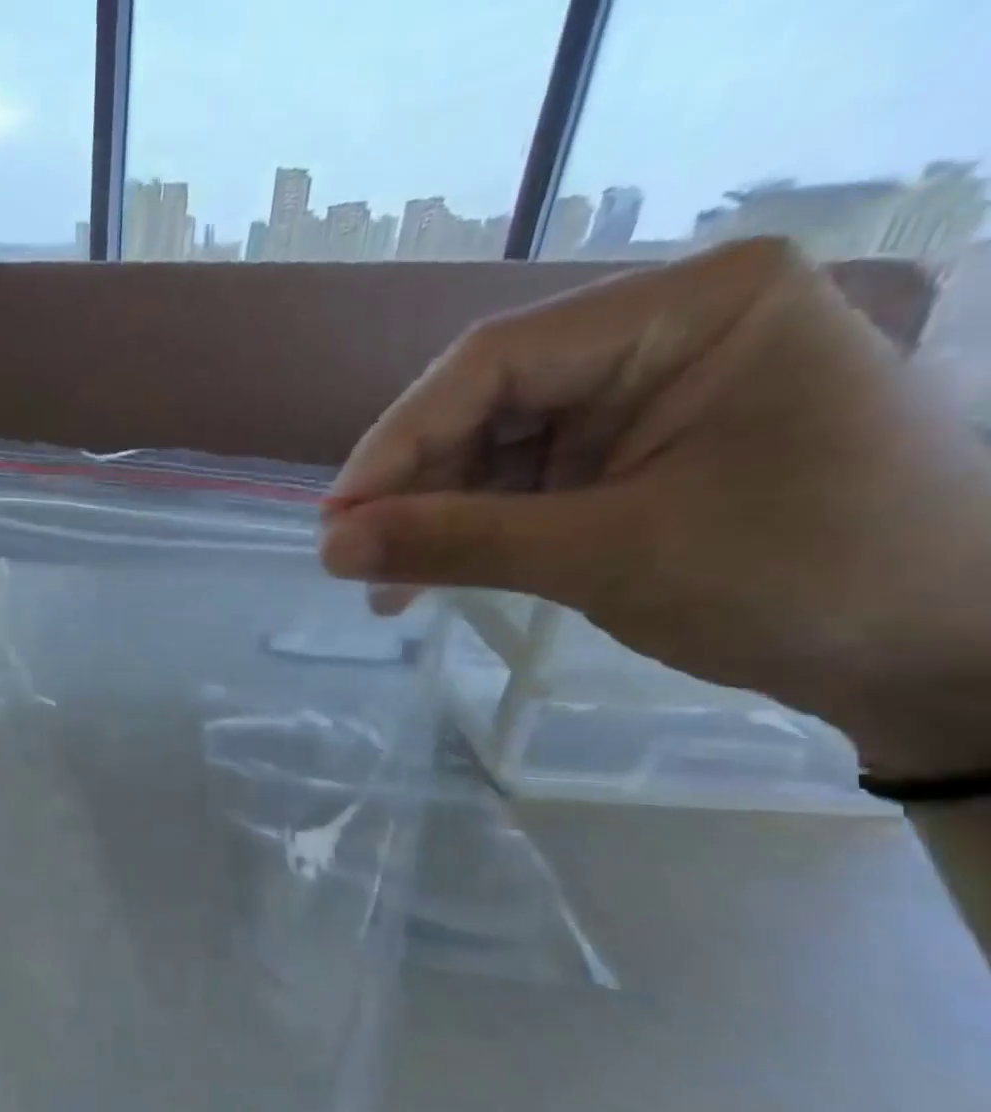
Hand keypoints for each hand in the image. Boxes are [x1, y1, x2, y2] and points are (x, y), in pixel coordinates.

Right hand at [320, 238, 990, 778]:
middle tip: (350, 561)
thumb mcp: (608, 556)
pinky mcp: (629, 456)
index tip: (335, 519)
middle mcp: (660, 335)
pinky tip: (427, 579)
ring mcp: (642, 398)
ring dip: (433, 521)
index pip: (498, 360)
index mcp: (689, 310)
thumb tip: (329, 546)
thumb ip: (457, 542)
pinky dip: (472, 535)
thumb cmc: (799, 580)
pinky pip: (522, 486)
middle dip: (414, 488)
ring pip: (494, 451)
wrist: (931, 653)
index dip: (399, 441)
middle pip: (488, 403)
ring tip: (384, 590)